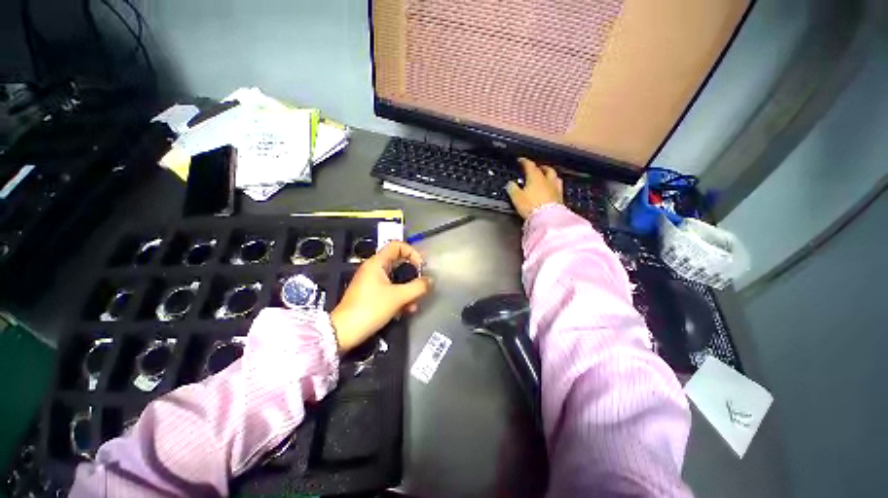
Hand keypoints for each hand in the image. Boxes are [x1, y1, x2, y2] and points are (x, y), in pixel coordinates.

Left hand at [330, 241, 431, 352]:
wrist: (344, 332)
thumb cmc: (371, 308)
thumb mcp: (398, 297)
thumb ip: (417, 287)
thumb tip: (430, 280)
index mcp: (377, 263)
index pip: (397, 246)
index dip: (412, 252)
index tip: (421, 267)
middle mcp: (373, 269)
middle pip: (398, 263)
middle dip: (412, 274)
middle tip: (421, 285)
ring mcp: (371, 282)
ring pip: (396, 279)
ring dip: (408, 289)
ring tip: (414, 304)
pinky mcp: (371, 294)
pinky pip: (390, 289)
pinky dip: (399, 297)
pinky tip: (406, 310)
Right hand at [506, 158, 563, 218]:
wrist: (547, 218)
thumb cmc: (531, 205)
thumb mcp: (517, 197)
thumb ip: (512, 188)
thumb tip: (510, 183)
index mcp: (536, 177)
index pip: (530, 165)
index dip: (525, 162)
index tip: (521, 160)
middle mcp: (547, 180)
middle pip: (546, 169)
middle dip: (541, 167)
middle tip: (537, 168)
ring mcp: (556, 188)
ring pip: (555, 177)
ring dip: (550, 175)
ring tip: (546, 176)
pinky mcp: (560, 198)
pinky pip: (558, 187)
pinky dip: (554, 185)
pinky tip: (552, 188)